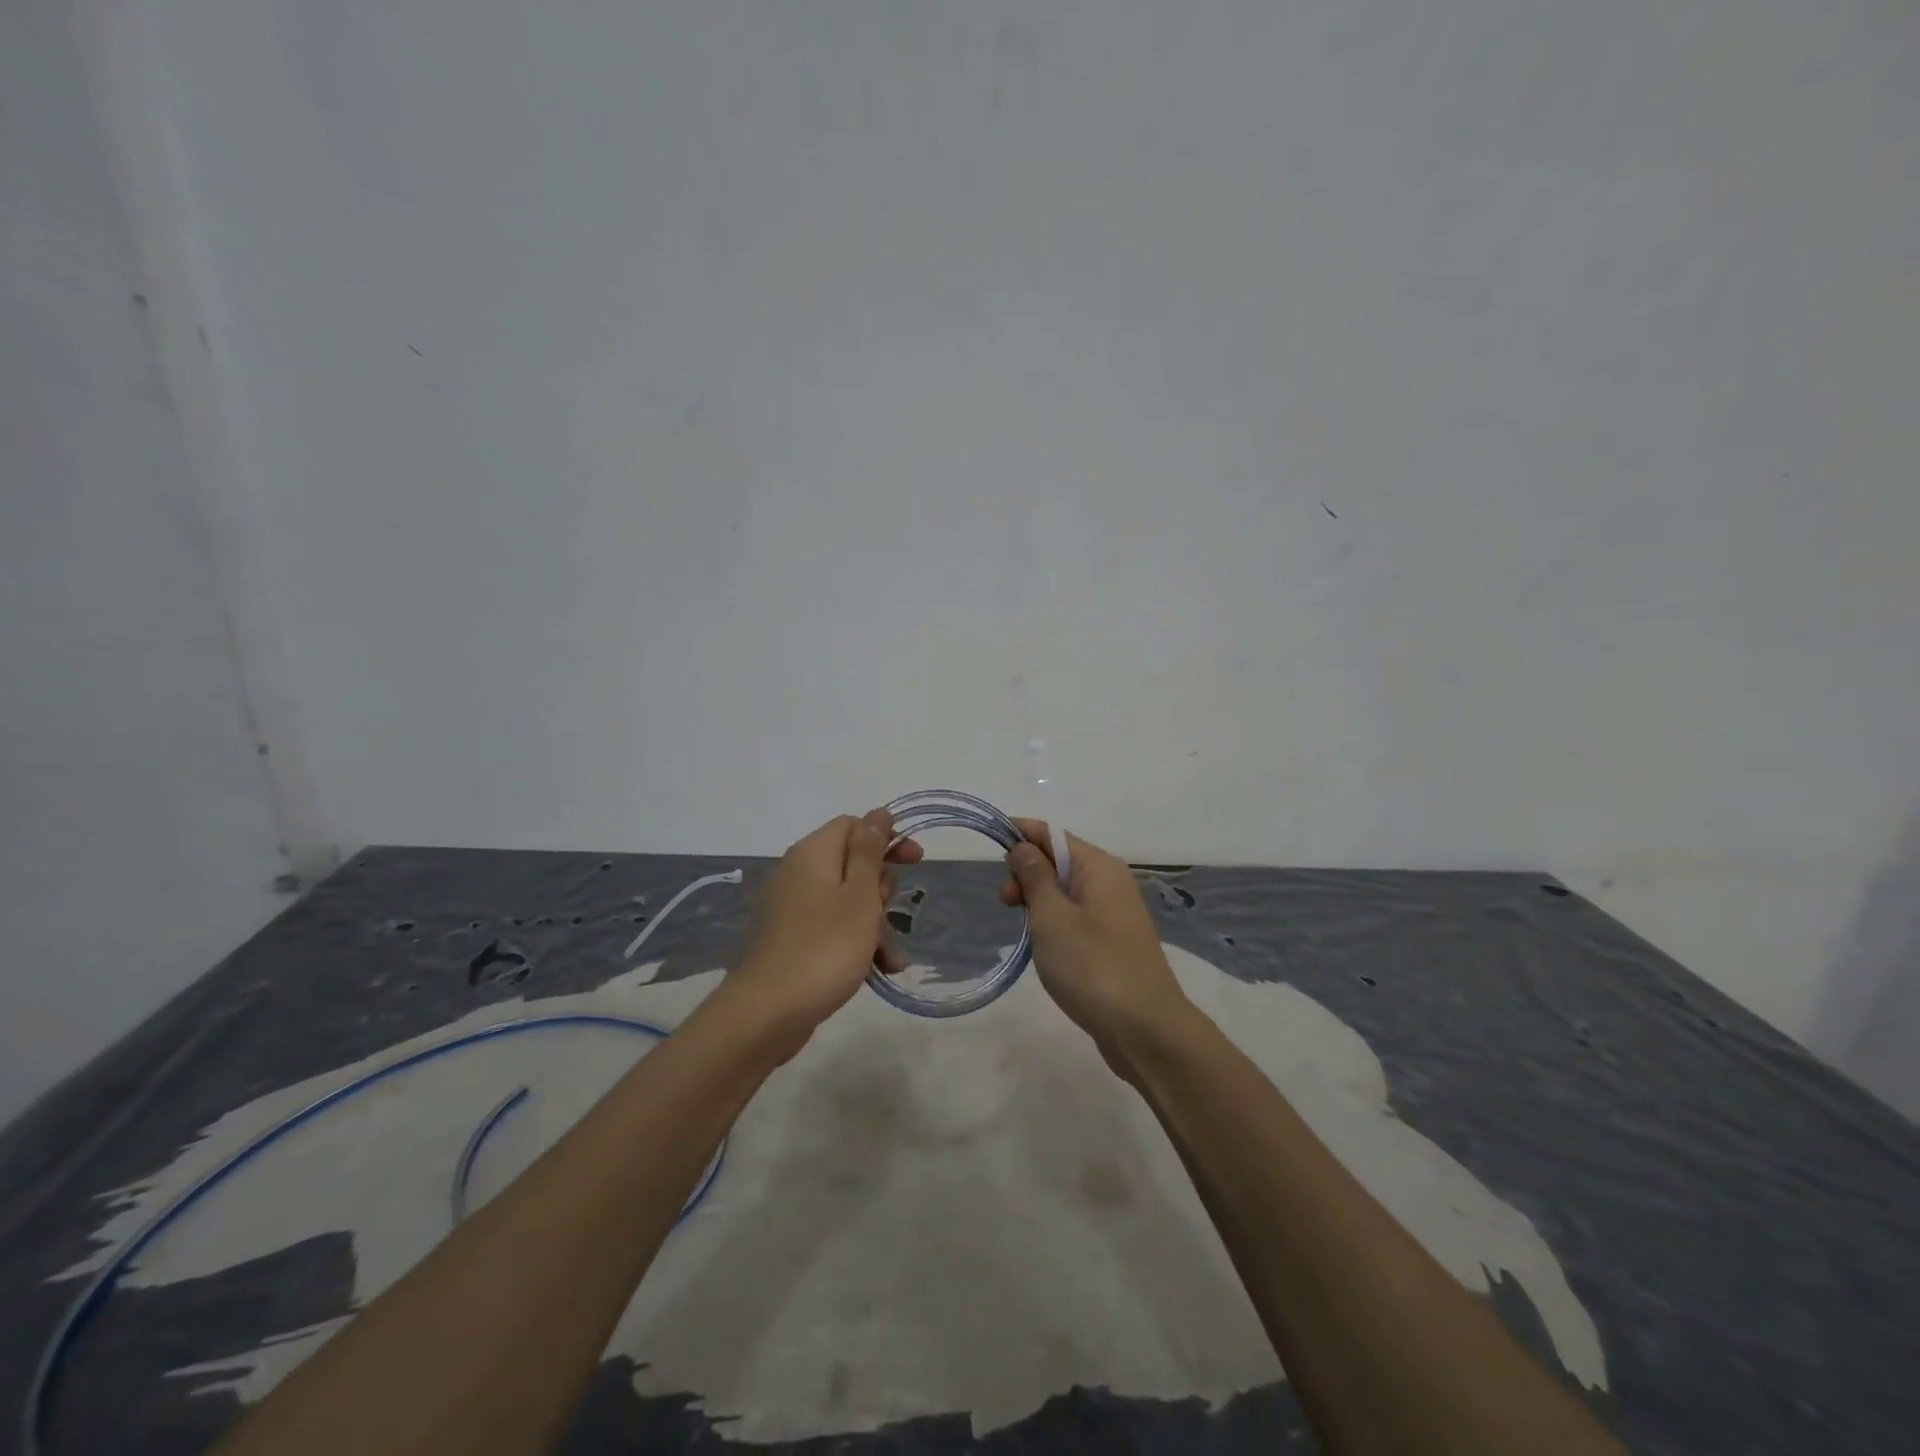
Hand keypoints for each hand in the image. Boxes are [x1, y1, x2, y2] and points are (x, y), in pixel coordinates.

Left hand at [723, 808, 922, 1056]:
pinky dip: (856, 942)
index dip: (886, 839)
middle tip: (890, 913)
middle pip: (852, 863)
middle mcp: (798, 873)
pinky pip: (832, 928)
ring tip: (893, 957)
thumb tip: (878, 813)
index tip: (915, 862)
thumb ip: (870, 852)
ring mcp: (793, 908)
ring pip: (847, 900)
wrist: (767, 1013)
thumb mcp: (859, 895)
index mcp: (813, 853)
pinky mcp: (793, 939)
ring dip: (876, 923)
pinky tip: (880, 969)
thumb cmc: (824, 947)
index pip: (854, 826)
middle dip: (882, 889)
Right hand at [999, 819, 1194, 1077]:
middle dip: (1027, 872)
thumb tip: (1024, 846)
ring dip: (1039, 899)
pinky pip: (1077, 915)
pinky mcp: (1114, 941)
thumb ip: (1034, 877)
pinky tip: (1044, 944)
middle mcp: (1111, 881)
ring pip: (1066, 890)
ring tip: (1023, 928)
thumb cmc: (1092, 966)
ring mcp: (1115, 912)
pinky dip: (1055, 920)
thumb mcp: (1051, 917)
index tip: (989, 845)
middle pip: (1059, 860)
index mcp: (1098, 866)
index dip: (1019, 833)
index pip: (1051, 834)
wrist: (1146, 1030)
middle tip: (1005, 903)